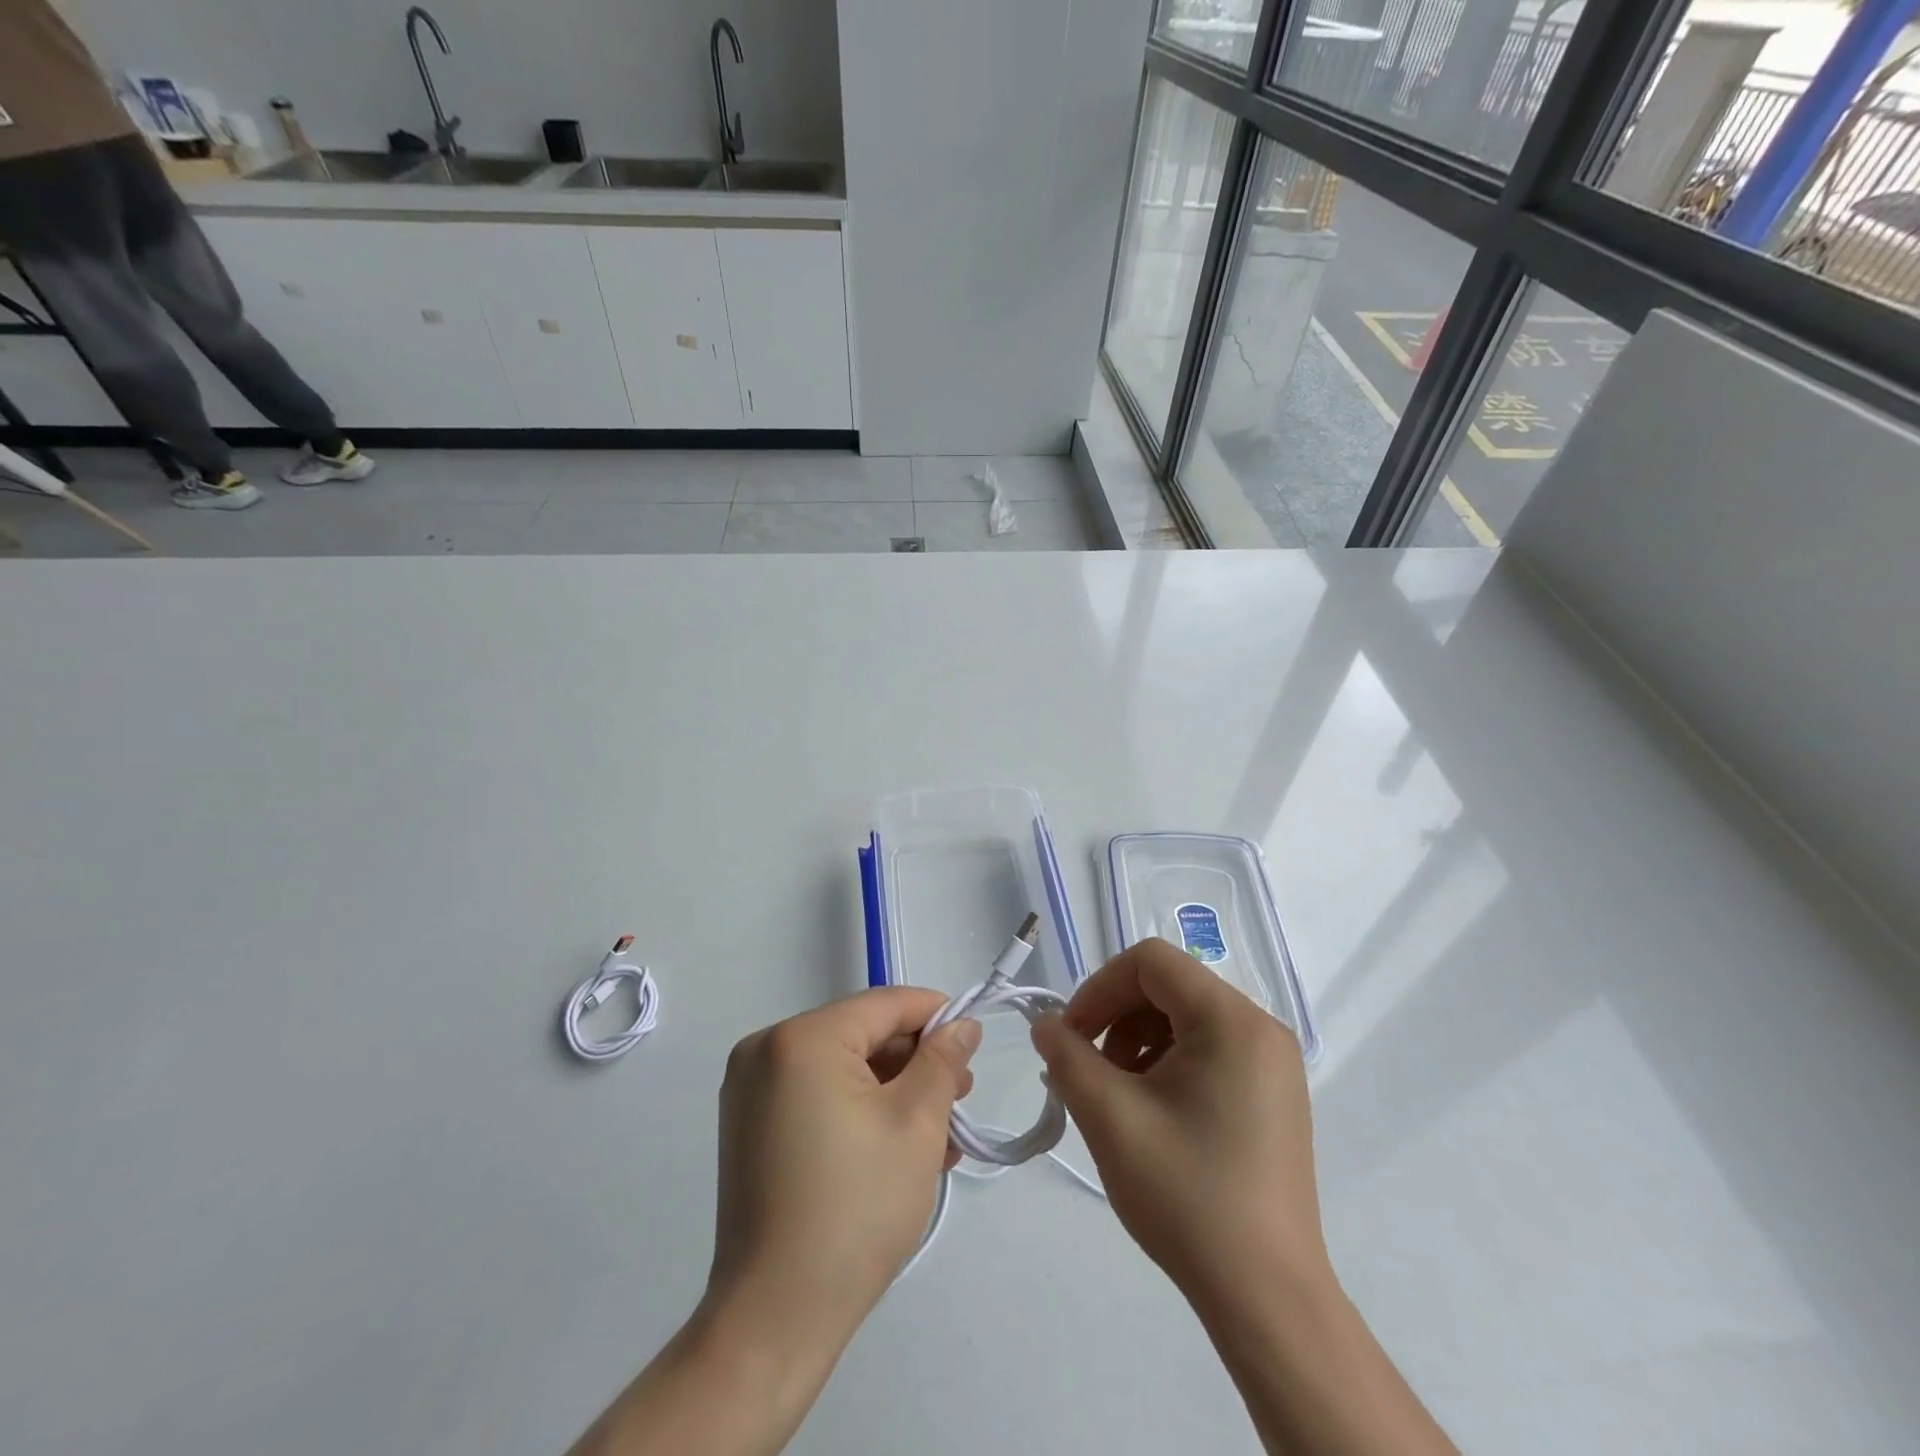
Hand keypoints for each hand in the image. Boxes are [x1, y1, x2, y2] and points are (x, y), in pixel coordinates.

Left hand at [707, 987, 980, 1348]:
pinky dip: (859, 1110)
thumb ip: (942, 1061)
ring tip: (941, 1133)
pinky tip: (900, 1145)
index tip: (972, 1041)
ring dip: (893, 1091)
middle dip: (916, 1062)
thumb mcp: (916, 1124)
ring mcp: (751, 1090)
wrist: (775, 1319)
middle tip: (960, 1097)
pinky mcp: (749, 1126)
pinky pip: (817, 1095)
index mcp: (801, 1039)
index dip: (935, 1016)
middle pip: (861, 1034)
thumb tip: (962, 1023)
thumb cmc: (855, 1210)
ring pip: (842, 1067)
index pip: (883, 1004)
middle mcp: (765, 1050)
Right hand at [1030, 939, 1327, 1309]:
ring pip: (1185, 1018)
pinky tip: (1150, 1111)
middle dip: (1116, 1018)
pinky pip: (1208, 1049)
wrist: (1267, 1298)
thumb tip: (1046, 1025)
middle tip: (1086, 1069)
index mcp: (1232, 1020)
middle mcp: (1261, 1028)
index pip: (1151, 962)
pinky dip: (1168, 1063)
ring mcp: (1273, 1063)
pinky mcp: (1273, 1094)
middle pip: (1169, 987)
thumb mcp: (1110, 1118)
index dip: (1099, 988)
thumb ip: (1066, 1057)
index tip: (1071, 1036)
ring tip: (1116, 1095)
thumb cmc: (1187, 1196)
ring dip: (1138, 1041)